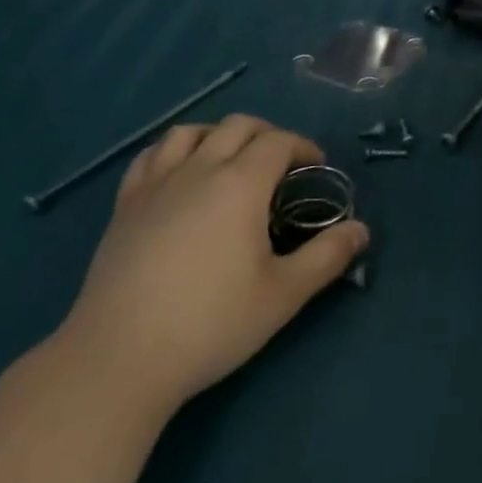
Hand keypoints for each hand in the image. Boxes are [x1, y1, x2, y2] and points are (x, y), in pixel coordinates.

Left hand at [56, 115, 367, 412]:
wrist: (121, 356)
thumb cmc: (211, 323)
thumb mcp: (284, 294)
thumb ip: (327, 256)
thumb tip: (361, 229)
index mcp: (240, 184)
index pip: (278, 142)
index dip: (304, 147)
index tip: (317, 168)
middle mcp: (198, 170)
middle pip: (237, 126)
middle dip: (268, 135)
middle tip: (282, 166)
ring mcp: (155, 184)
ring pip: (190, 132)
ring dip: (219, 135)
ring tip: (232, 161)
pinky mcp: (124, 205)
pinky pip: (151, 156)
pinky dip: (175, 151)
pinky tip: (180, 175)